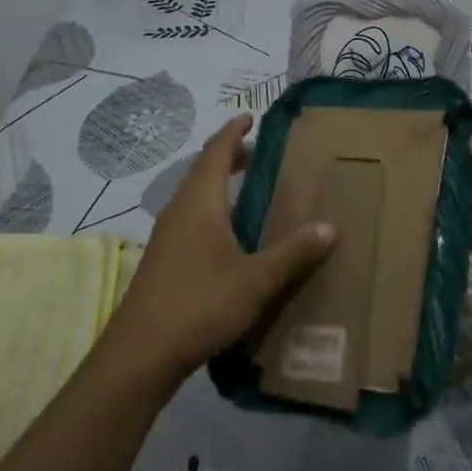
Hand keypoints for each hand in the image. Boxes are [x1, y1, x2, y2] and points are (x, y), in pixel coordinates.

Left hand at [102, 114, 337, 386]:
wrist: (141, 353)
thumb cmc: (200, 304)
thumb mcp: (256, 280)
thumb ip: (293, 252)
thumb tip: (330, 226)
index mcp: (200, 201)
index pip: (216, 152)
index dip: (233, 132)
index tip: (250, 117)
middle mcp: (179, 209)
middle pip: (203, 169)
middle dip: (228, 155)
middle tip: (257, 151)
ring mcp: (166, 234)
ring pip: (194, 194)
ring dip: (218, 182)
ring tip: (247, 186)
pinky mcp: (162, 258)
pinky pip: (190, 216)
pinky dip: (210, 207)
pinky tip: (227, 233)